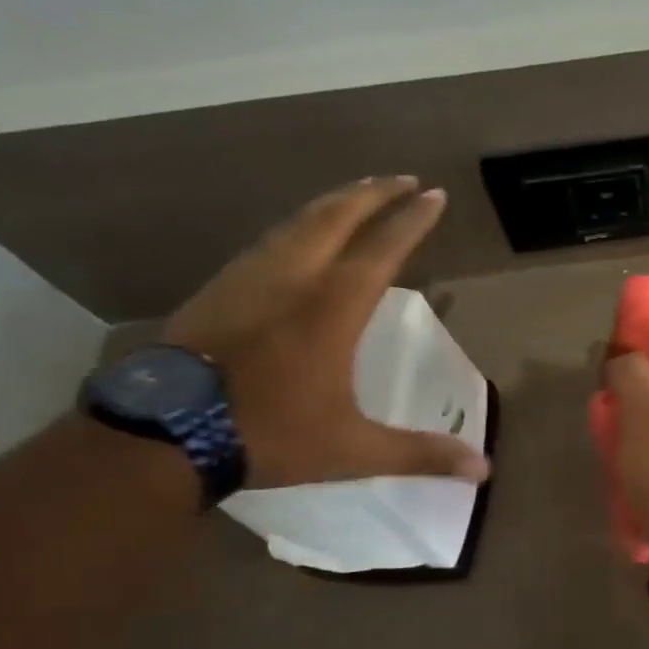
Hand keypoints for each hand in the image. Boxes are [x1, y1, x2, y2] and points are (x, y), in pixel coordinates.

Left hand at [163, 177, 489, 488]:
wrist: (164, 436)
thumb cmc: (268, 434)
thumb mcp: (352, 449)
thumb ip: (419, 453)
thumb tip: (484, 469)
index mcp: (332, 308)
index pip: (382, 248)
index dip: (412, 220)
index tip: (435, 194)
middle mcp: (293, 278)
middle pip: (337, 216)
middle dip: (375, 193)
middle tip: (403, 178)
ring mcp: (250, 277)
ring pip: (298, 221)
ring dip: (335, 202)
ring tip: (358, 193)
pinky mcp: (219, 288)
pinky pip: (269, 240)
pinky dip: (297, 225)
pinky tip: (297, 236)